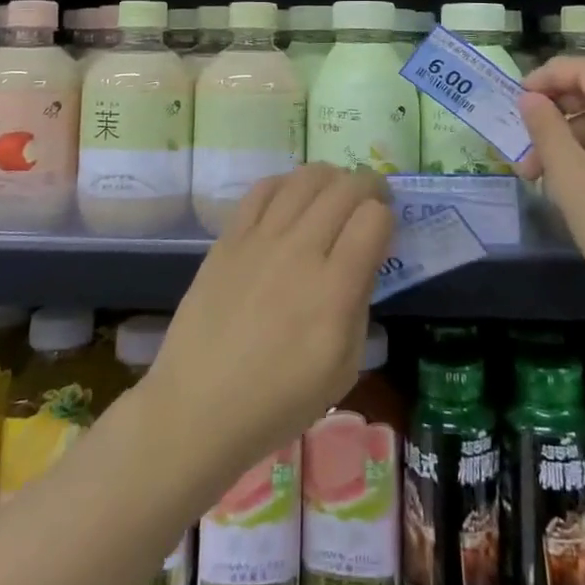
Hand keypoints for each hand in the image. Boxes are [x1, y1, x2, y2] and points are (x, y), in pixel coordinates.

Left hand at [140, 164, 394, 492]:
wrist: (199, 406)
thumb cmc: (278, 400)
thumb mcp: (343, 368)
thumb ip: (360, 305)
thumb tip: (362, 261)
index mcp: (334, 290)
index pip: (373, 219)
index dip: (386, 217)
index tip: (384, 229)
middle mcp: (300, 251)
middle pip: (345, 189)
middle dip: (368, 186)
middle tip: (372, 199)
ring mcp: (261, 239)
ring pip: (306, 178)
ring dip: (331, 177)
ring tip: (335, 191)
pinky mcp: (230, 237)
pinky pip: (263, 189)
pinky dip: (287, 182)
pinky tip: (293, 196)